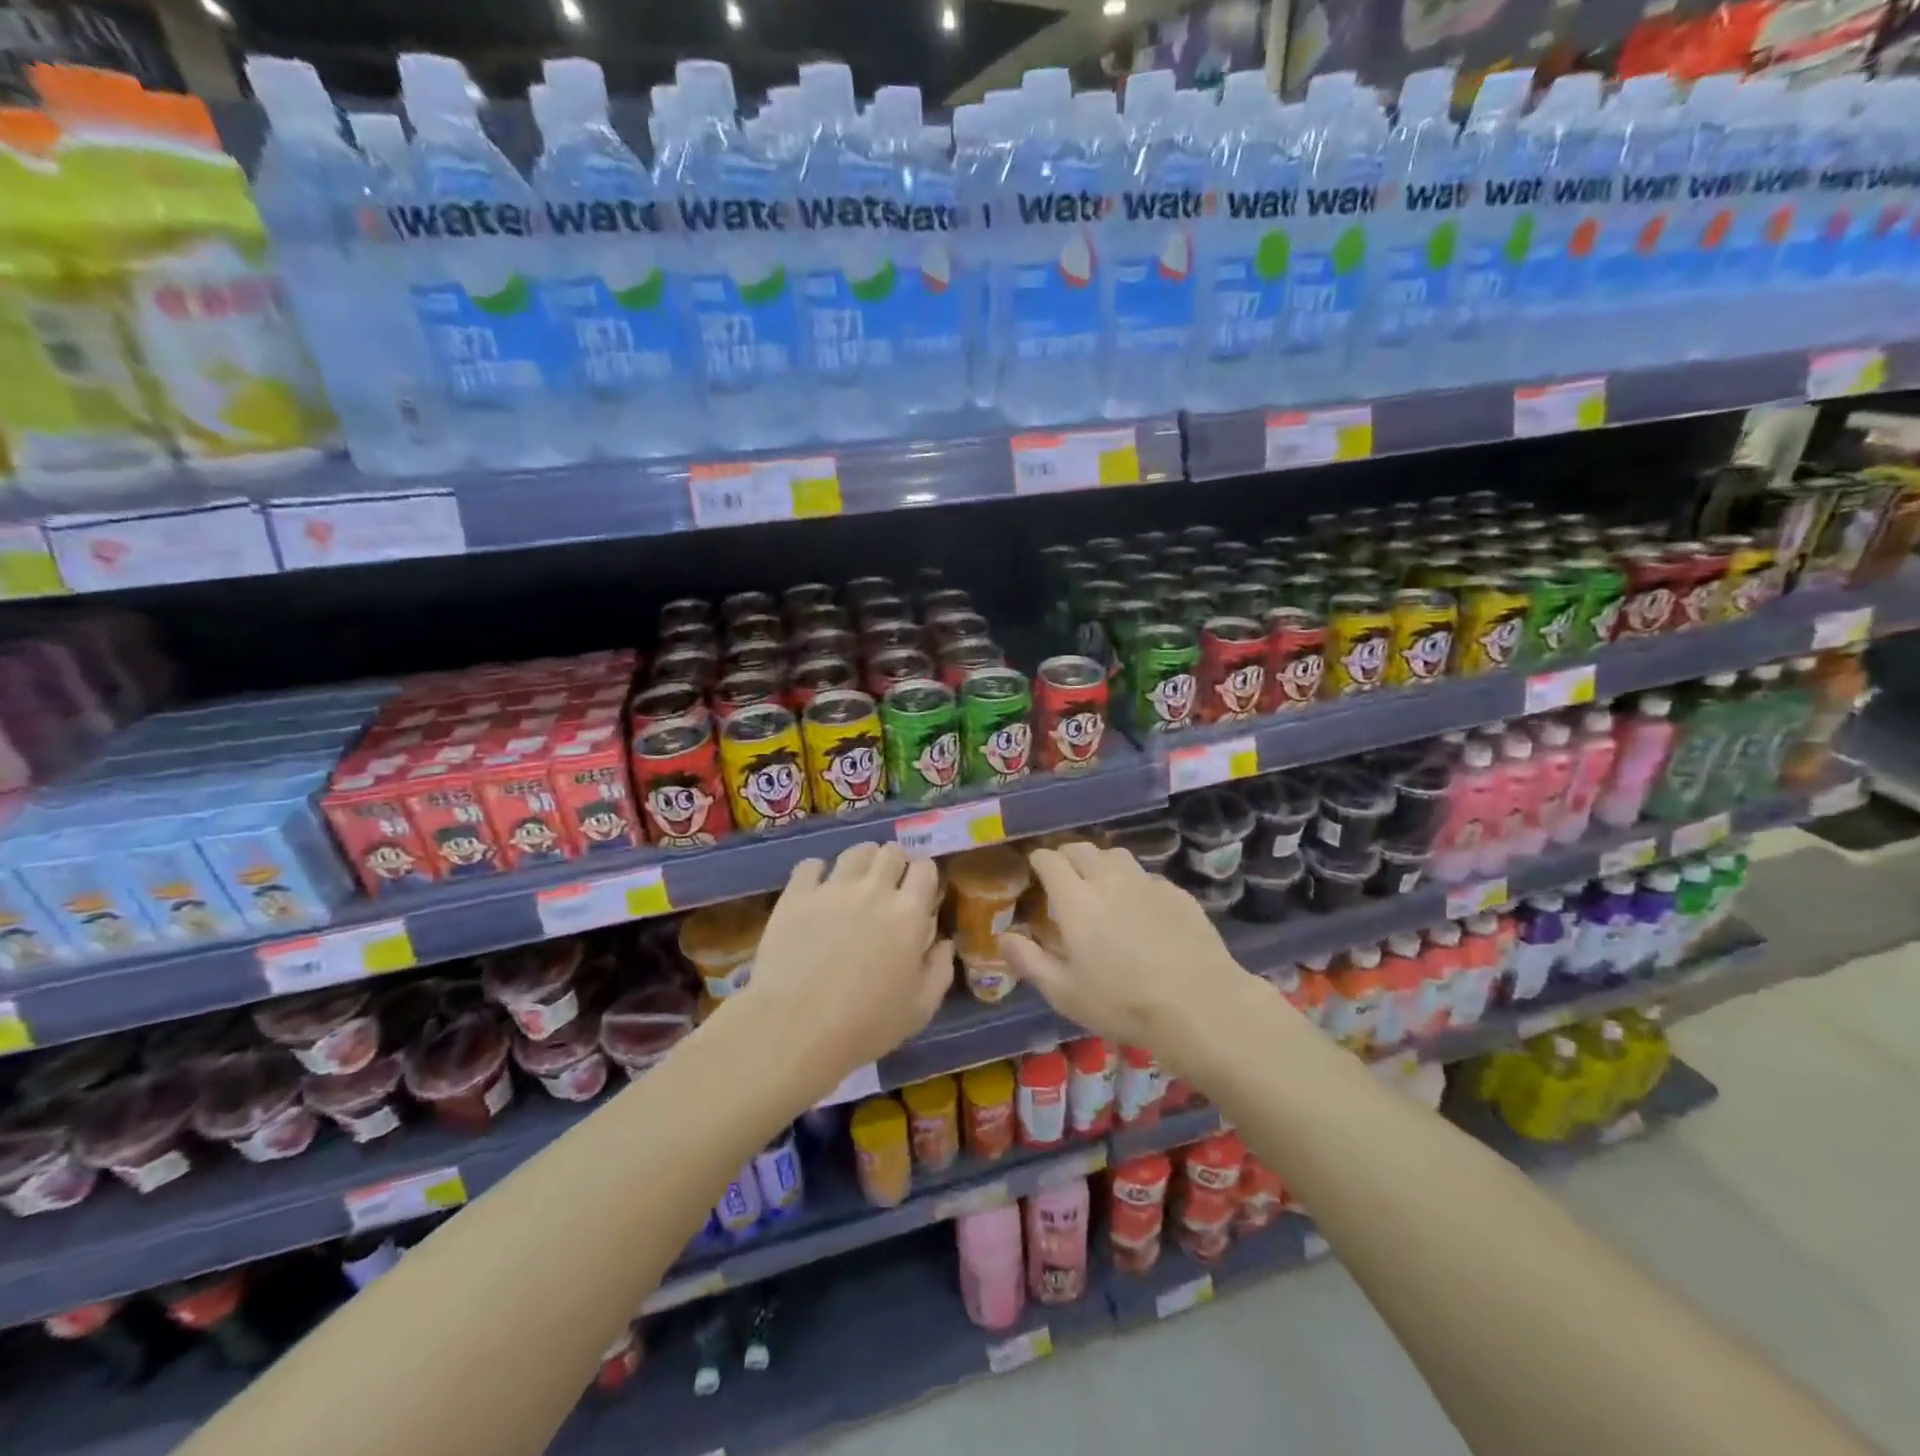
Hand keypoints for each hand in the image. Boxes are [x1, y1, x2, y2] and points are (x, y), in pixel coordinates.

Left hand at [736, 842, 952, 1095]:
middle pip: (891, 851)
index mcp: (908, 913)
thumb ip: (940, 969)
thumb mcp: (920, 1008)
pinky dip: (818, 873)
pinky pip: (811, 864)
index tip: (919, 895)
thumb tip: (943, 941)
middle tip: (888, 889)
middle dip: (895, 864)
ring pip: (855, 851)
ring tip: (856, 884)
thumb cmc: (865, 1025)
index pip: (925, 868)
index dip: (924, 878)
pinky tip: (817, 892)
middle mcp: (874, 889)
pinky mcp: (796, 894)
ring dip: (862, 862)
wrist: (795, 1029)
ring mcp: (832, 887)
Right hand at [999, 842, 1244, 1057]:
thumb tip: (1003, 937)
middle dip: (1066, 855)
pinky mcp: (1176, 893)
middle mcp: (1108, 880)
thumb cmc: (1121, 1002)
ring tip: (1099, 882)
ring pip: (1116, 855)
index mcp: (1075, 899)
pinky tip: (1138, 906)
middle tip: (1063, 874)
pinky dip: (1133, 882)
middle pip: (1082, 849)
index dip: (1038, 860)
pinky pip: (1146, 875)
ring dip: (1100, 862)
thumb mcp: (1063, 992)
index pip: (1050, 860)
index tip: (1034, 869)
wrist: (1198, 1004)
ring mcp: (1146, 882)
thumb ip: (1029, 960)